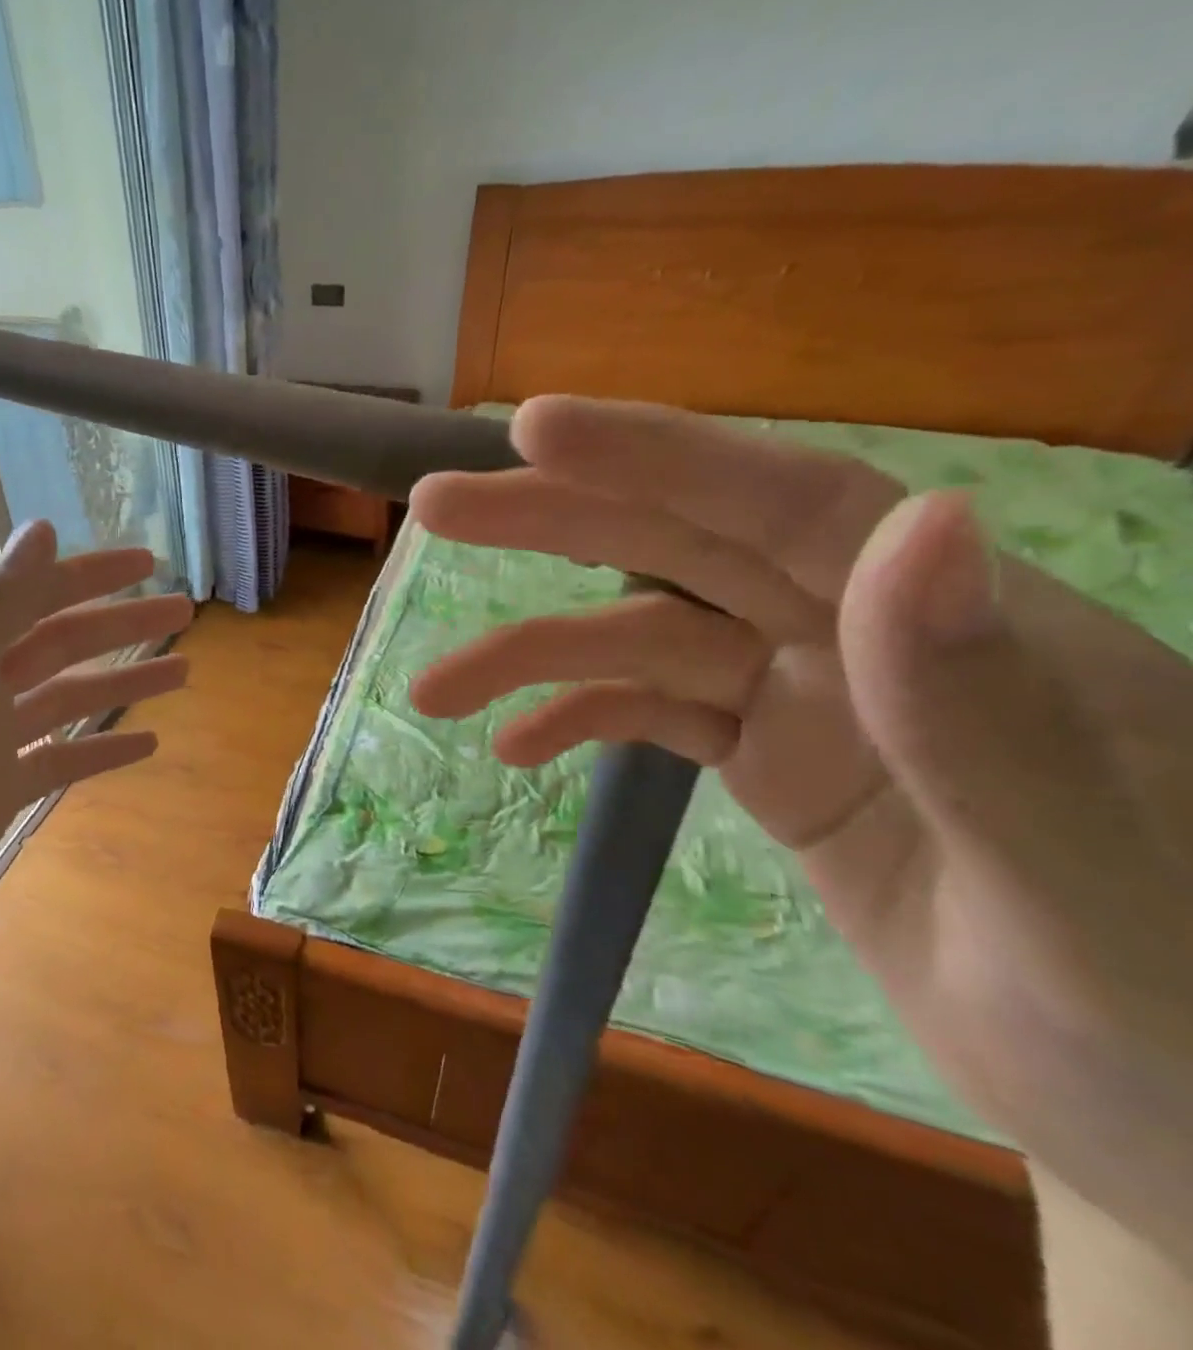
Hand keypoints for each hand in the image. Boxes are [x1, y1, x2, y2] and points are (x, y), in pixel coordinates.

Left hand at [0, 521, 191, 1031]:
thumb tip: (44, 529)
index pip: (30, 597)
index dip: (90, 576)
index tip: (151, 562)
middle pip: (55, 646)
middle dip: (119, 627)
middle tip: (184, 613)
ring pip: (62, 702)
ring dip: (120, 684)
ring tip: (183, 673)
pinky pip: (54, 763)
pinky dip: (98, 750)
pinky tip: (144, 745)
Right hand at [409, 397, 1192, 1269]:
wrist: (1164, 1122)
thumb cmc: (1172, 1017)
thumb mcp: (1090, 877)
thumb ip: (986, 711)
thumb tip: (918, 523)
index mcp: (961, 624)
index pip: (786, 502)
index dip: (656, 458)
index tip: (535, 430)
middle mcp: (865, 636)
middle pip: (682, 550)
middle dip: (551, 522)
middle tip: (434, 507)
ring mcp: (810, 699)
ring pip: (641, 641)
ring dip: (531, 656)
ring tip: (434, 690)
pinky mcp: (772, 761)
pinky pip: (654, 716)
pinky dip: (579, 722)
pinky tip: (515, 747)